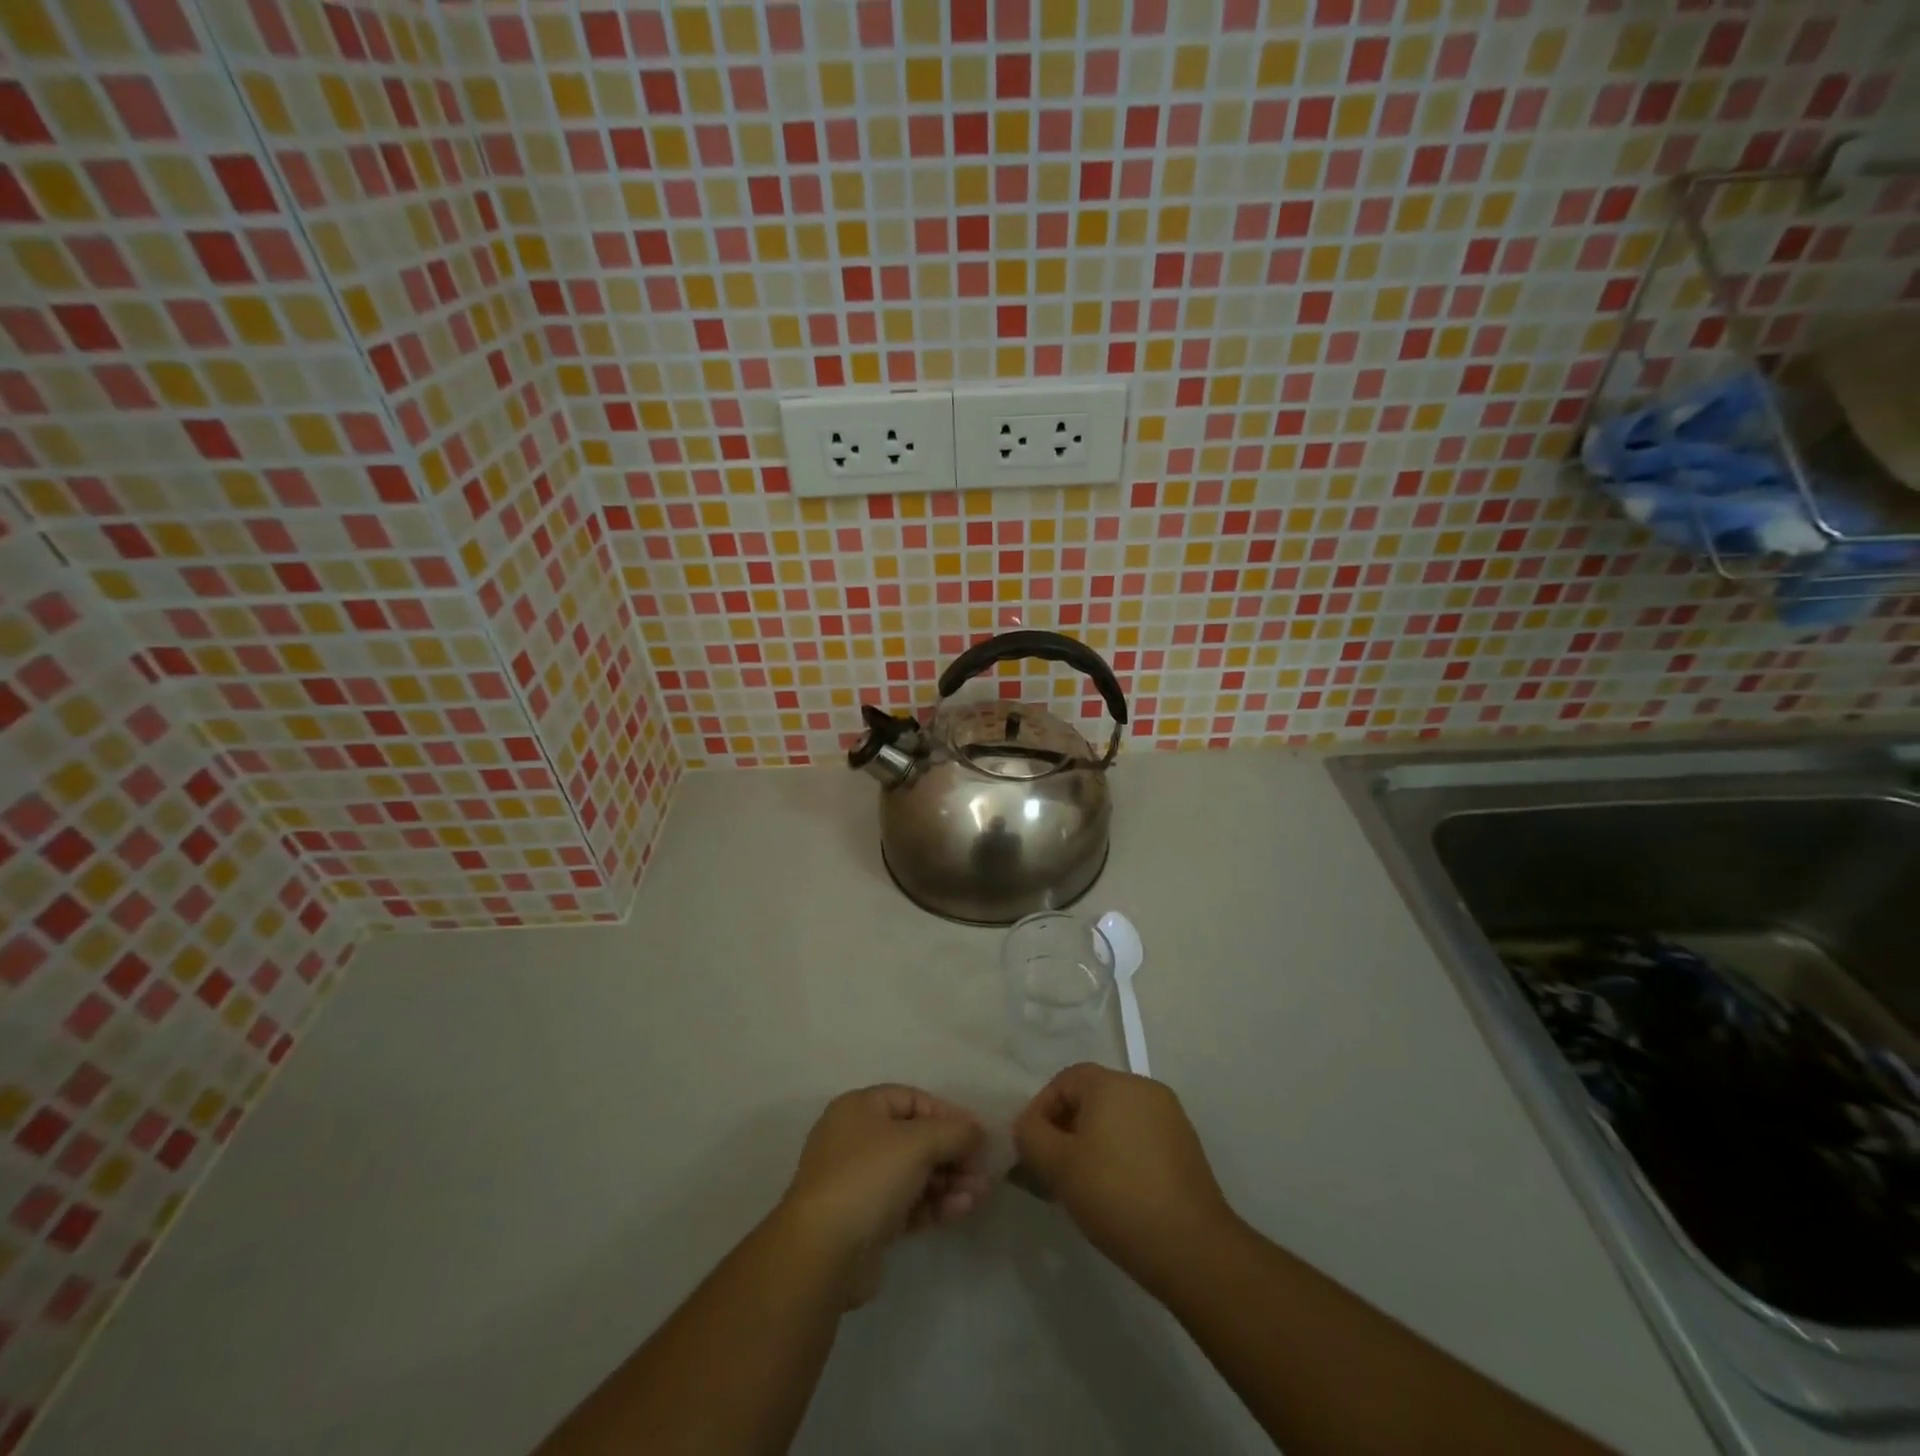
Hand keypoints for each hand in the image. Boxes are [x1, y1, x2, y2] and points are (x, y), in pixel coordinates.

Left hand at [779, 1085, 990, 1304]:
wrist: (823, 1252)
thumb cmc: (869, 1177)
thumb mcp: (918, 1143)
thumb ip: (954, 1131)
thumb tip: (977, 1130)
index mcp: (860, 1108)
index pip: (912, 1099)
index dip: (947, 1113)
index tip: (979, 1133)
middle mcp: (857, 1139)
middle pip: (915, 1138)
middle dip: (952, 1153)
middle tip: (983, 1169)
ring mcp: (860, 1182)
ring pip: (914, 1174)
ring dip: (949, 1180)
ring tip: (980, 1194)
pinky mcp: (867, 1221)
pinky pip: (908, 1203)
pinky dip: (935, 1204)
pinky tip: (962, 1209)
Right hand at [1013, 1064, 1236, 1293]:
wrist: (1192, 1247)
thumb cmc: (1116, 1196)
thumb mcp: (1058, 1166)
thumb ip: (1031, 1135)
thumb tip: (1027, 1125)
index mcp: (1113, 1083)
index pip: (1065, 1080)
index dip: (1041, 1109)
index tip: (1032, 1148)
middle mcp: (1144, 1088)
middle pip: (1091, 1097)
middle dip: (1066, 1128)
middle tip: (1052, 1168)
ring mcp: (1170, 1116)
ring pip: (1116, 1119)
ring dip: (1092, 1143)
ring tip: (1080, 1185)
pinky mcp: (1186, 1146)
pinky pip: (1139, 1138)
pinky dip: (1120, 1155)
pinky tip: (1114, 1193)